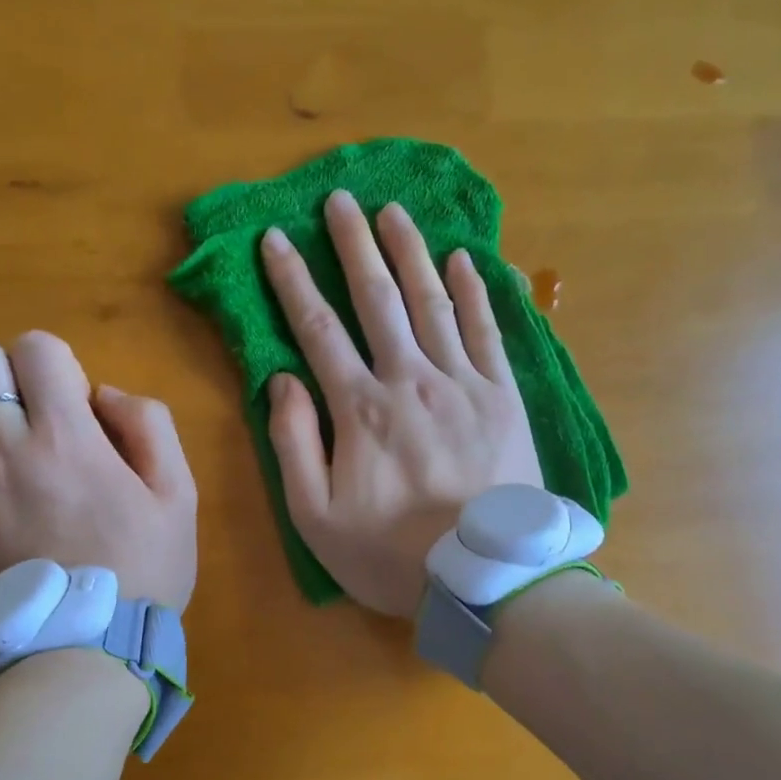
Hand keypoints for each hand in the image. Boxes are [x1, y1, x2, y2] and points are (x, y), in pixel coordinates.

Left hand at [0, 332, 196, 612]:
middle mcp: (2, 448)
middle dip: (2, 371)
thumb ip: (150, 426)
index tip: (71, 401)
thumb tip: (102, 393)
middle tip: (26, 412)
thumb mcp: (179, 494)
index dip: (56, 362)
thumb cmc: (143, 570)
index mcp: (66, 436)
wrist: (86, 650)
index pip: (36, 347)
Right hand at [262, 190, 542, 617]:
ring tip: (394, 211)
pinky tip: (465, 258)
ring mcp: (463, 384)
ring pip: (432, 302)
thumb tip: (283, 379)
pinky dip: (475, 292)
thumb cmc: (391, 554)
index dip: (293, 281)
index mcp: (360, 408)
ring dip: (410, 253)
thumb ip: (293, 444)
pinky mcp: (504, 397)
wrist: (484, 579)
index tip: (276, 239)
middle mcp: (410, 379)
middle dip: (354, 245)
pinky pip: (488, 331)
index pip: (318, 329)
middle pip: (378, 299)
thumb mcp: (315, 517)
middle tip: (340, 200)